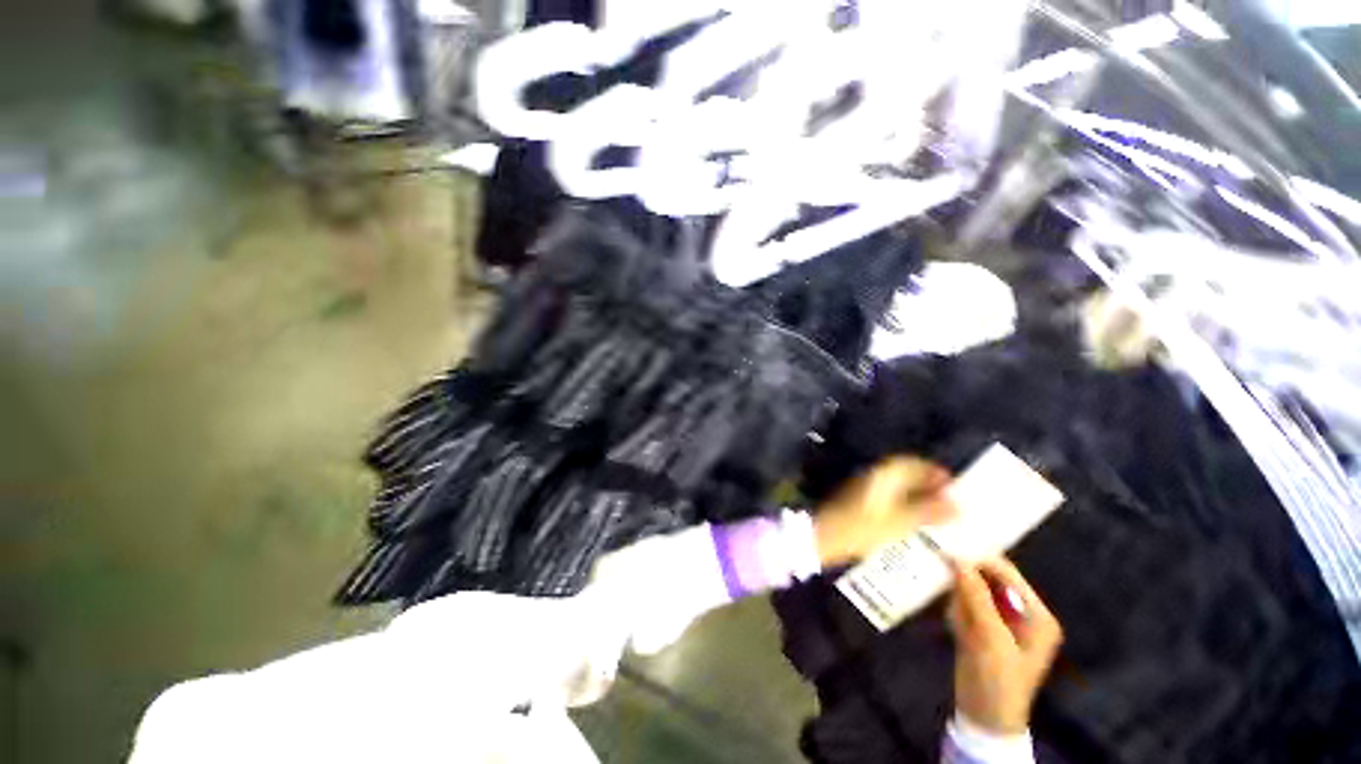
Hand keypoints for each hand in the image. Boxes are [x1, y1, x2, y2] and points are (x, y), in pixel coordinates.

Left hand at [812, 457, 954, 567]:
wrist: (827, 535)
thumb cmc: (864, 527)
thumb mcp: (901, 522)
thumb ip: (929, 512)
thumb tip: (956, 505)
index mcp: (886, 474)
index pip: (915, 463)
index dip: (936, 472)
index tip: (955, 485)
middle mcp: (875, 474)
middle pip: (907, 472)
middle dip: (929, 484)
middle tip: (951, 501)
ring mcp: (866, 485)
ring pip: (899, 484)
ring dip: (918, 493)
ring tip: (938, 511)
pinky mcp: (861, 499)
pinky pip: (890, 494)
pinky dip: (906, 501)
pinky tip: (915, 518)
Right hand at [948, 557, 1062, 735]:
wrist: (984, 718)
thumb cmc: (998, 679)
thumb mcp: (991, 639)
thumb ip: (977, 598)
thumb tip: (959, 561)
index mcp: (1037, 616)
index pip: (1008, 576)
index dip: (981, 560)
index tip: (950, 546)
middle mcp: (1021, 615)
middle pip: (990, 581)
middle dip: (967, 578)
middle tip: (941, 564)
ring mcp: (1000, 622)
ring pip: (973, 591)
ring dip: (960, 597)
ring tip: (956, 613)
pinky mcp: (982, 629)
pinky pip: (965, 606)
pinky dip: (956, 610)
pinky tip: (956, 626)